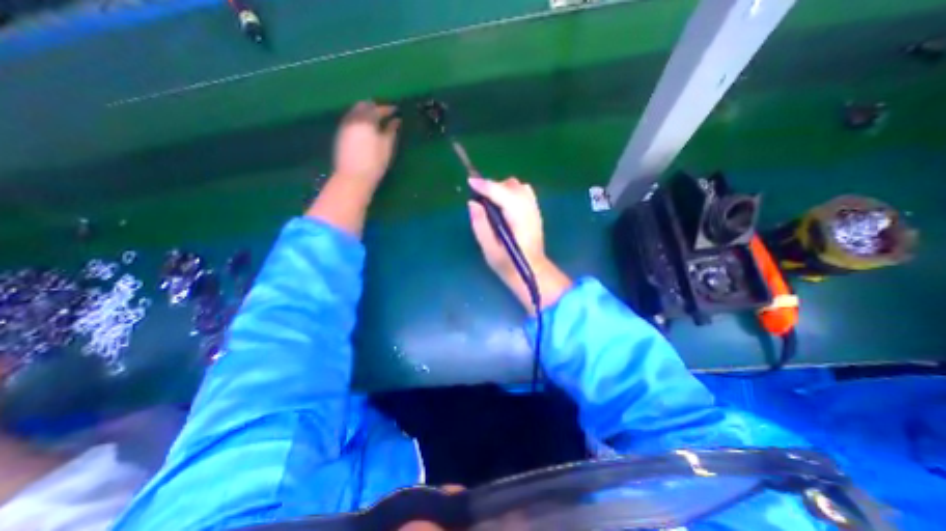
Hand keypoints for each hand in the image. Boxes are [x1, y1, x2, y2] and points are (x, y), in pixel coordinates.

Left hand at [332, 102, 397, 184]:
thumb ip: (391, 131)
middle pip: (364, 105)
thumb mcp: (386, 147)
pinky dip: (359, 118)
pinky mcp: (340, 134)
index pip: (378, 109)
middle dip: (374, 106)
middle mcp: (354, 118)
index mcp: (367, 120)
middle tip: (385, 112)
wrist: (352, 177)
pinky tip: (365, 126)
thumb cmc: (374, 163)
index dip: (388, 109)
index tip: (396, 110)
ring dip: (365, 111)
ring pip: (355, 111)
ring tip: (376, 118)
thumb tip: (396, 120)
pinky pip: (351, 119)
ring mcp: (345, 125)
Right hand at [470, 178, 571, 310]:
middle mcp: (529, 210)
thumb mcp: (490, 250)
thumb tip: (473, 203)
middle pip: (511, 185)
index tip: (470, 182)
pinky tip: (504, 205)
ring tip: (491, 203)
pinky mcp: (535, 212)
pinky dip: (511, 192)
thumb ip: (481, 225)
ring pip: (518, 186)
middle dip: (493, 187)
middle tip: (480, 200)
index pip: (502, 193)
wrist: (533, 273)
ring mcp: (534, 209)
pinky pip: (523, 192)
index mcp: (518, 219)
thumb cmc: (509, 265)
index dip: (485, 185)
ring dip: (502, 188)